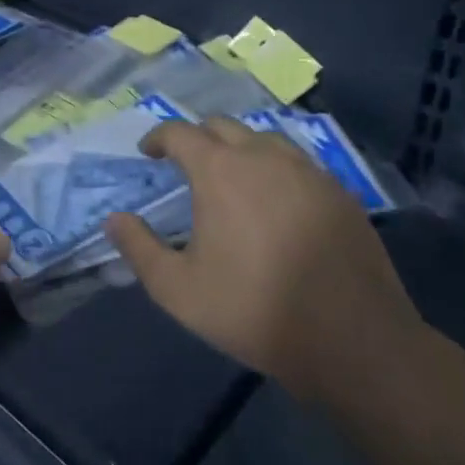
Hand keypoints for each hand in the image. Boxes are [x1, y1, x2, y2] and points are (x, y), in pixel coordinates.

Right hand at [104, 117, 429, 406]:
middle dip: (197, 137)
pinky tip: (277, 199)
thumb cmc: (253, 310)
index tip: (149, 152)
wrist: (350, 338)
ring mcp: (307, 170)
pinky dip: (276, 167)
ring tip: (232, 176)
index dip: (159, 137)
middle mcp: (263, 156)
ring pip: (264, 138)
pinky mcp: (339, 191)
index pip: (180, 132)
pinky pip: (298, 162)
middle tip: (186, 163)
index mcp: (220, 170)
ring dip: (239, 147)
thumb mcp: (178, 289)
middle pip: (222, 126)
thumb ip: (139, 248)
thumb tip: (114, 219)